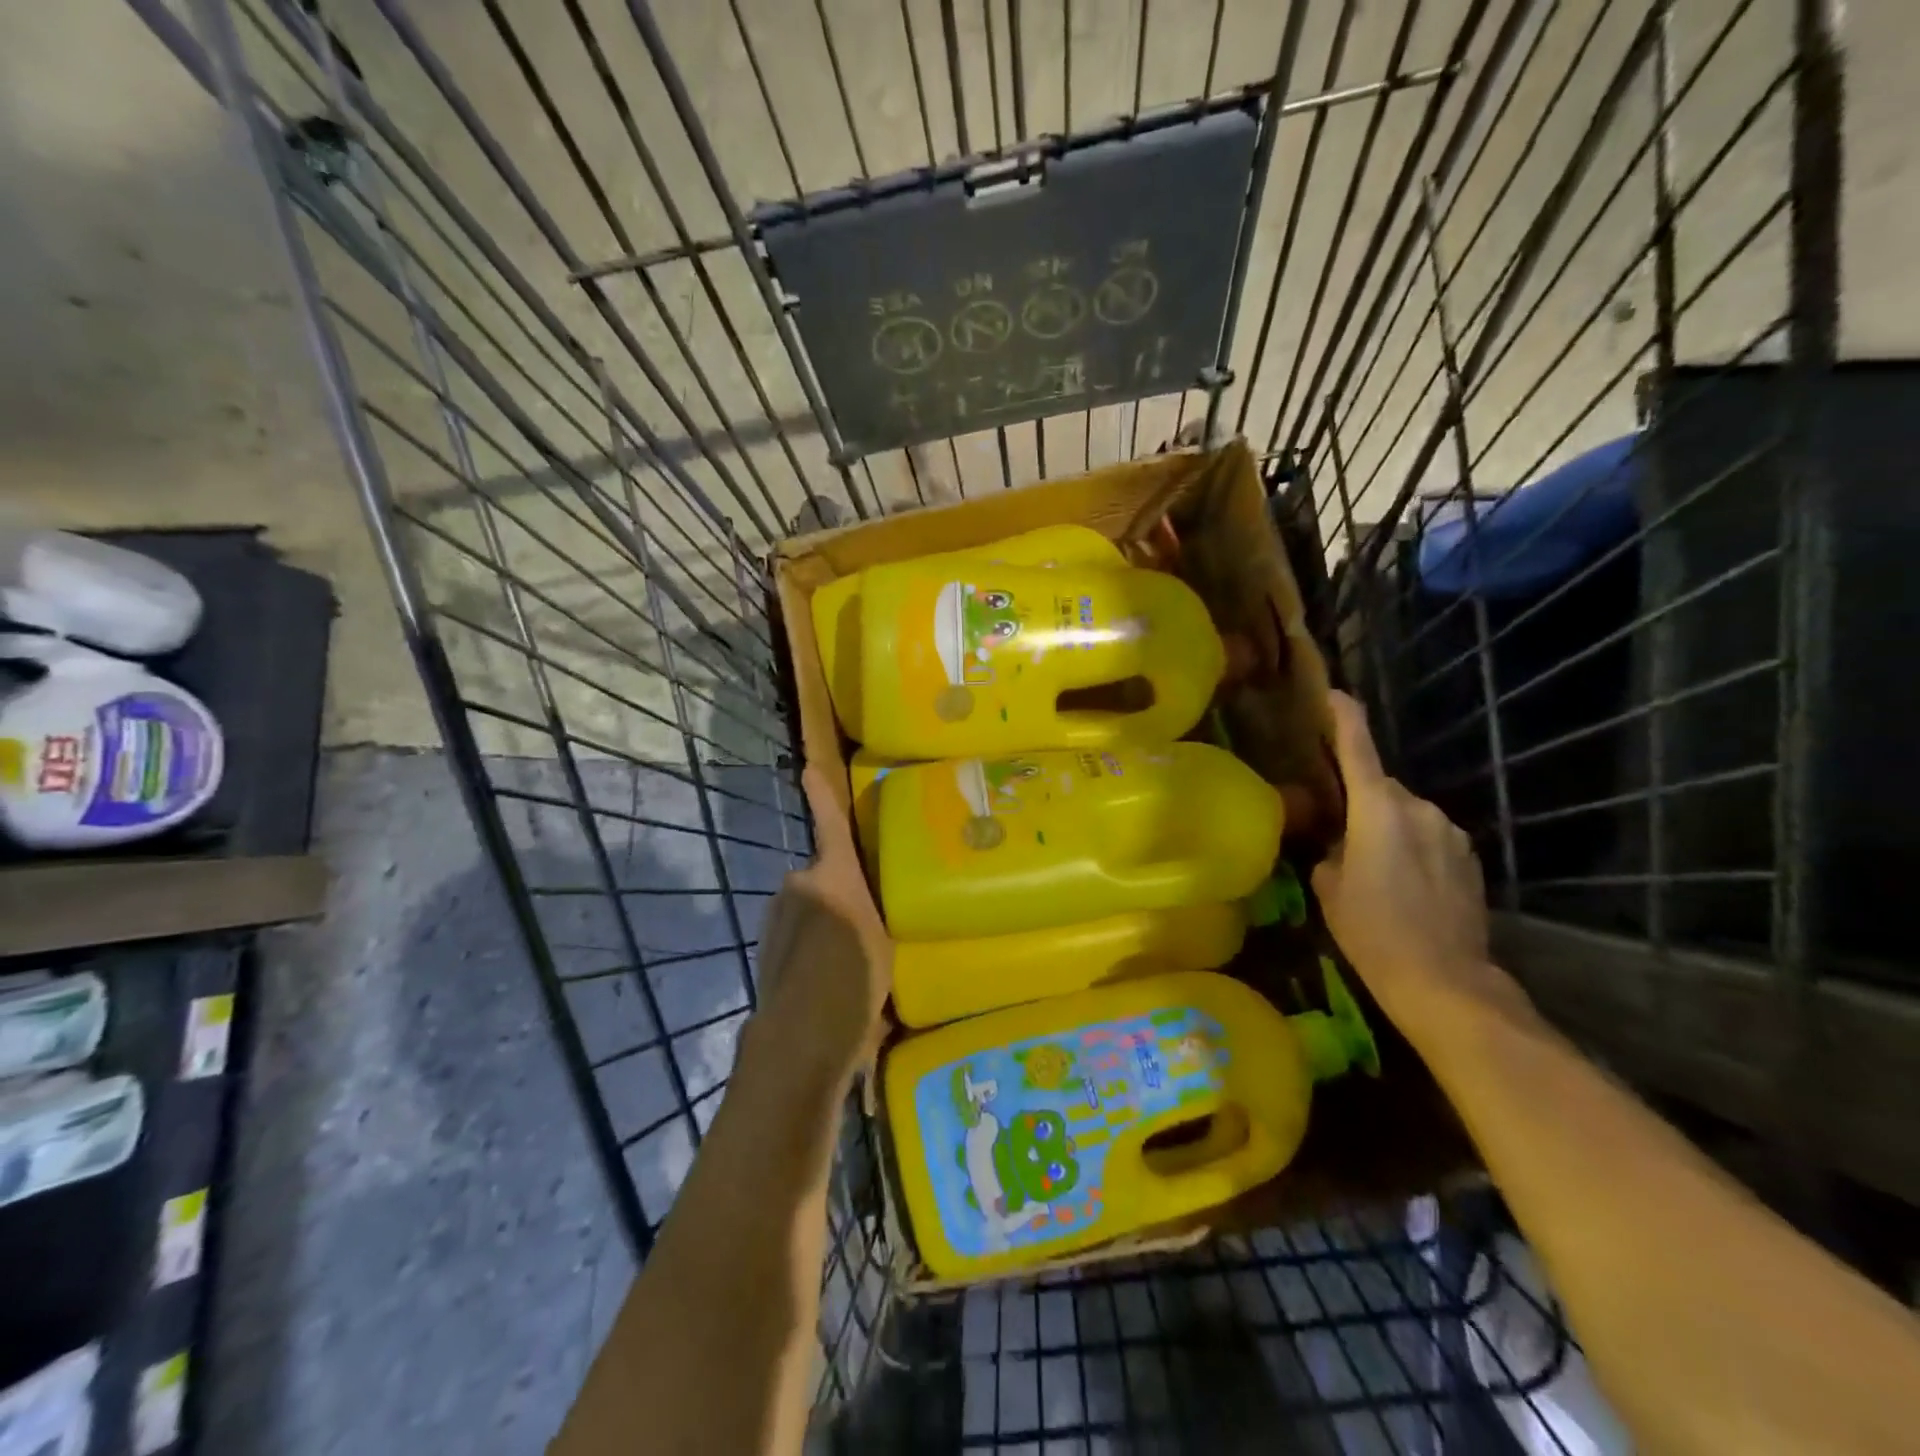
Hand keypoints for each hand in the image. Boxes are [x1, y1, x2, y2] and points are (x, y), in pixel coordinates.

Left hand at [749, 765, 893, 1086]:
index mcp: (835, 876)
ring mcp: (777, 917)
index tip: (807, 768)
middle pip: (821, 878)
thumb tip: (859, 909)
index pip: (830, 826)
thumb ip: (868, 912)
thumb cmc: (856, 980)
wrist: (802, 1034)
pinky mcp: (765, 946)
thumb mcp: (882, 939)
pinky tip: (824, 982)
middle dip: (835, 894)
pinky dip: (806, 949)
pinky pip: (794, 935)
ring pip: (806, 909)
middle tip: (862, 928)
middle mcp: (800, 886)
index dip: (821, 796)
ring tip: (844, 964)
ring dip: (821, 926)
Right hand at [1312, 691, 1527, 1036]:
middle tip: (1339, 838)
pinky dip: (1413, 850)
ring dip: (1388, 831)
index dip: (1343, 716)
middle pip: (1381, 789)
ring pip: (1407, 816)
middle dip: (1361, 804)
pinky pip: (1431, 839)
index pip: (1358, 748)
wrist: (1444, 980)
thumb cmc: (1372, 929)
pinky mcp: (1470, 859)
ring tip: (1374, 873)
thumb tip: (1339, 845)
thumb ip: (1331, 852)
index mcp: (1378, 808)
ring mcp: (1452, 833)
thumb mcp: (1330, 889)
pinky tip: (1405, 888)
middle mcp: (1420, 808)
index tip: (1332, 693)